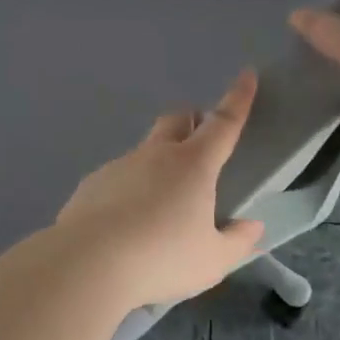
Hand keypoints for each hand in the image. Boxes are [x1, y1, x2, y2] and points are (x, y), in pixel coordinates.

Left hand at [54, 70, 265, 308]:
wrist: (87, 265)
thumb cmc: (161, 259)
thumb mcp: (212, 261)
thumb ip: (237, 242)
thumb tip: (253, 227)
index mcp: (193, 165)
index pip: (223, 123)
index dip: (238, 99)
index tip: (247, 75)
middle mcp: (156, 155)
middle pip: (176, 119)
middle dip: (192, 120)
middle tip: (200, 142)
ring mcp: (119, 166)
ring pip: (145, 150)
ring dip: (158, 162)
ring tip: (160, 205)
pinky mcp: (91, 184)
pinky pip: (118, 177)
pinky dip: (129, 189)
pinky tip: (126, 223)